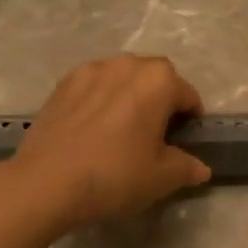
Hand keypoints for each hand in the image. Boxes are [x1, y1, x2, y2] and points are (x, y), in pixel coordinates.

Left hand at [1, 55, 210, 233]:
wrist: (46, 182)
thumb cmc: (116, 175)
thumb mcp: (162, 178)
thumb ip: (187, 167)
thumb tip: (201, 168)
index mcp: (159, 80)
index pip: (187, 95)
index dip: (191, 118)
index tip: (185, 141)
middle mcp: (127, 64)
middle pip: (155, 78)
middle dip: (161, 100)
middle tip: (156, 134)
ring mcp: (90, 70)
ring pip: (121, 78)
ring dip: (129, 95)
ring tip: (122, 128)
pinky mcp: (62, 84)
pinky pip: (93, 86)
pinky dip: (100, 100)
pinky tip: (92, 129)